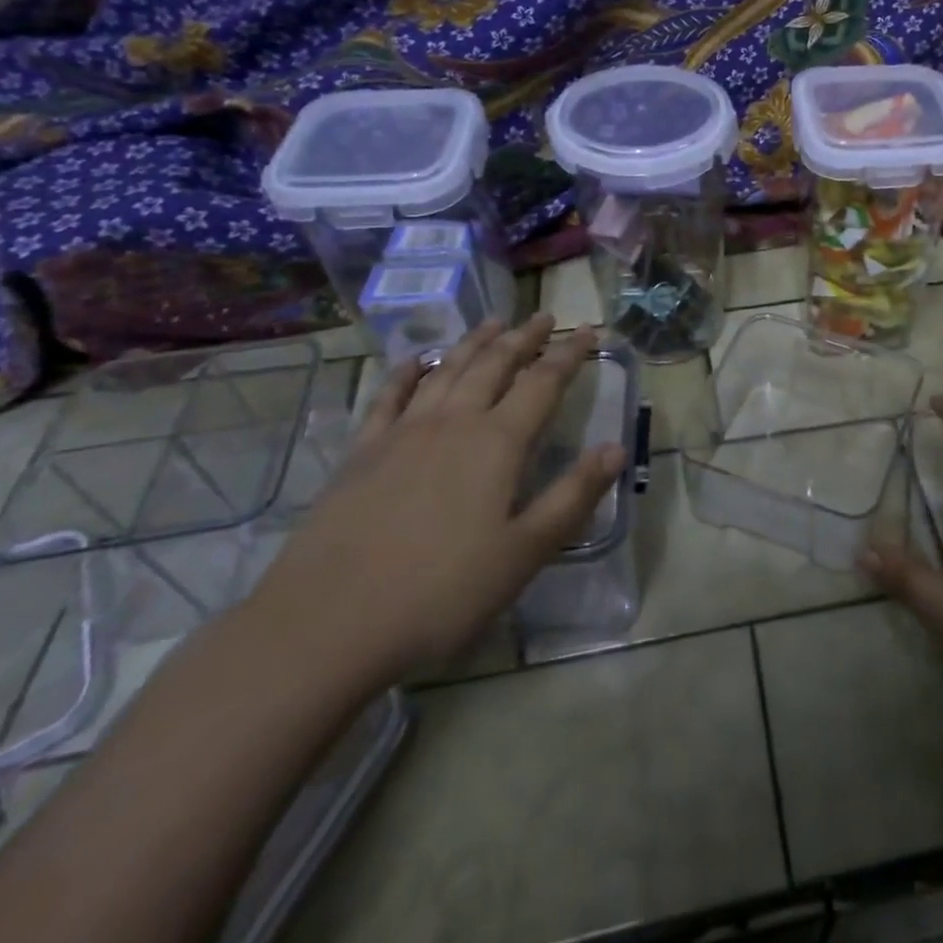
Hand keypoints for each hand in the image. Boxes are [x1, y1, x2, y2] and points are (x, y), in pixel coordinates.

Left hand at [253, 315, 626, 684]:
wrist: (326, 626)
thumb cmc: (441, 593)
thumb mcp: (525, 552)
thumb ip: (574, 496)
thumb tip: (616, 447)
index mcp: (498, 443)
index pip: (543, 383)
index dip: (569, 354)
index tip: (588, 330)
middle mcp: (452, 423)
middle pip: (494, 365)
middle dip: (523, 338)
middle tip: (543, 316)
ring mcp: (401, 434)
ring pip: (446, 371)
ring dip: (473, 343)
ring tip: (492, 322)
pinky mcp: (361, 454)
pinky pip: (388, 397)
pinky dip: (407, 372)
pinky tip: (415, 361)